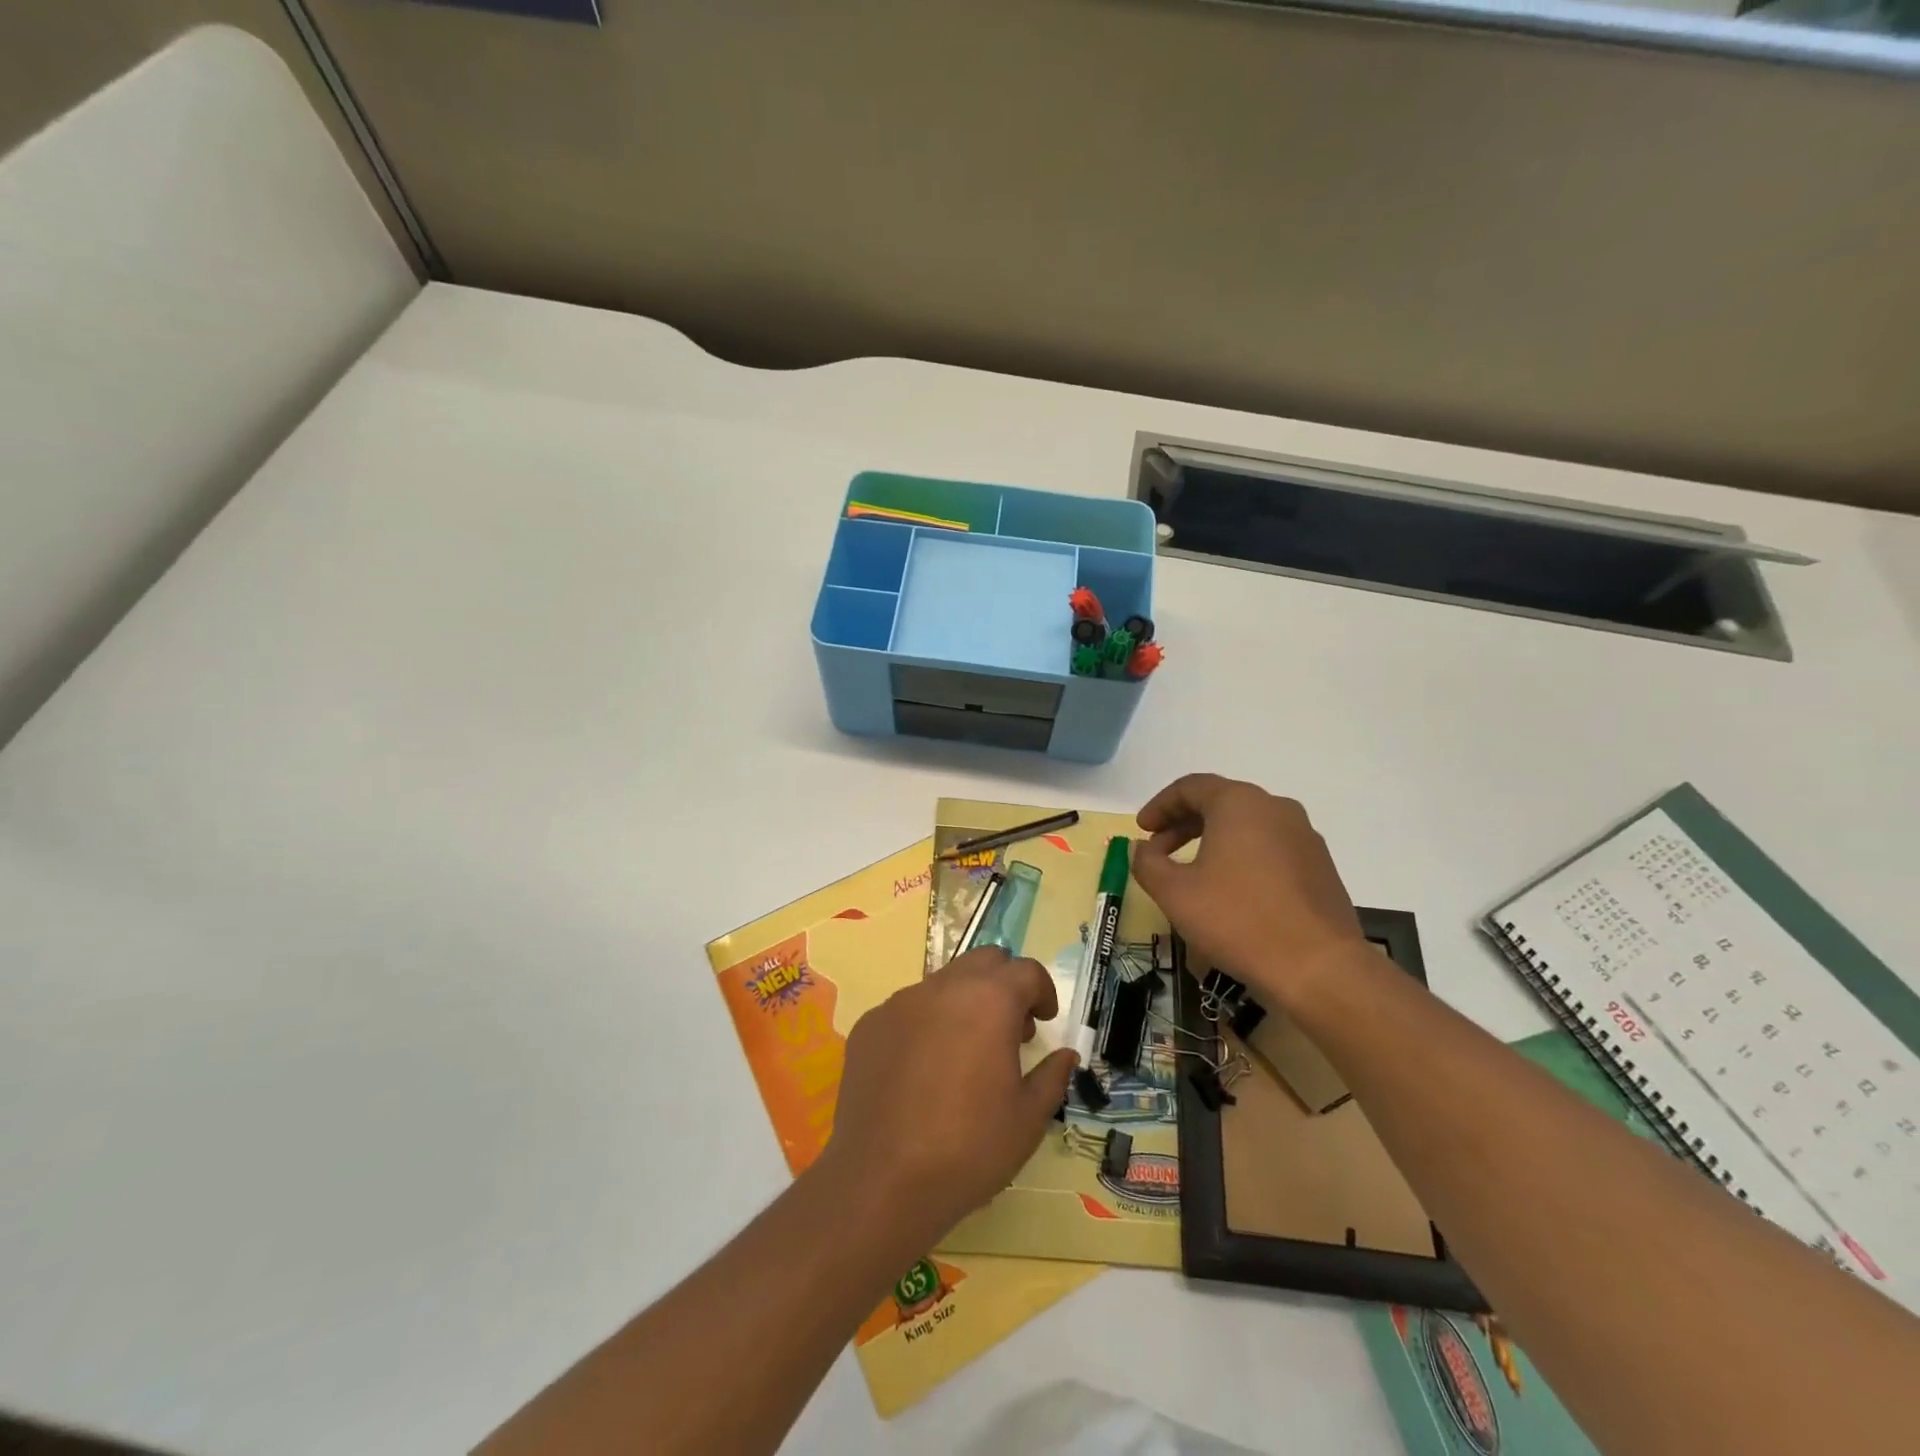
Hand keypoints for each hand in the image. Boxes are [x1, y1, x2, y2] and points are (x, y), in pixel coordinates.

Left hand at [822, 947, 1077, 1248]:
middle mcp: (943, 988)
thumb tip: (1065, 1055)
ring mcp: (899, 1003)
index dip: (1043, 992)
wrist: (881, 1181)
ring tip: (966, 1053)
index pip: (1026, 971)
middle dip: (1004, 985)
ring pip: (943, 983)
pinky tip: (922, 1072)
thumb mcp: (1028, 1119)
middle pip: (983, 961)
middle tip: (1010, 1030)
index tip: (1044, 1021)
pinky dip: (926, 1025)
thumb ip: (1052, 1077)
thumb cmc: (969, 1149)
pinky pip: (907, 1010)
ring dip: (964, 1003)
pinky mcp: (870, 1025)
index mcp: (988, 1001)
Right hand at [1132, 773, 1369, 1010]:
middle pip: (1220, 802)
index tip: (1141, 830)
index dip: (1160, 806)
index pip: (1191, 787)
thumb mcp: (1175, 893)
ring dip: (1212, 840)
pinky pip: (1270, 847)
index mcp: (1239, 803)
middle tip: (1158, 850)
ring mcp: (1304, 836)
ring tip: (1192, 872)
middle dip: (1183, 823)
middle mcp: (1275, 808)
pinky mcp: (1320, 866)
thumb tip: (1142, 849)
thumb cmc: (1237, 919)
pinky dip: (1242, 856)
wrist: (1319, 967)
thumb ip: (1147, 864)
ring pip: (1247, 825)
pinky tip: (1231, 890)